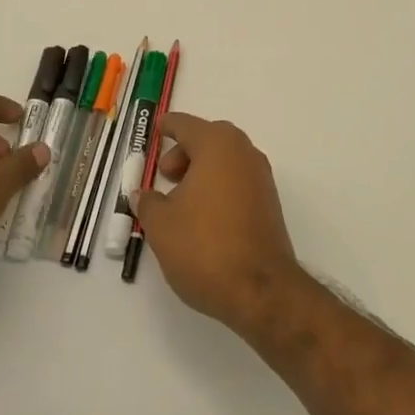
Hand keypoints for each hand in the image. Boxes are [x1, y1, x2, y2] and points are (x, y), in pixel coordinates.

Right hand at [136, 111, 309, 337]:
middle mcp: (244, 153)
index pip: (187, 125)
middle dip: (185, 151)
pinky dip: (218, 187)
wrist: (260, 289)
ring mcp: (261, 178)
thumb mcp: (161, 224)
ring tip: (179, 200)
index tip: (156, 129)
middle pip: (210, 139)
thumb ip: (148, 202)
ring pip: (226, 161)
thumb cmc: (204, 246)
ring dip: (202, 170)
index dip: (168, 126)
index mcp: (217, 146)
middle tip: (165, 174)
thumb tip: (144, 194)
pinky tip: (201, 215)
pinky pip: (238, 181)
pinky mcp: (269, 204)